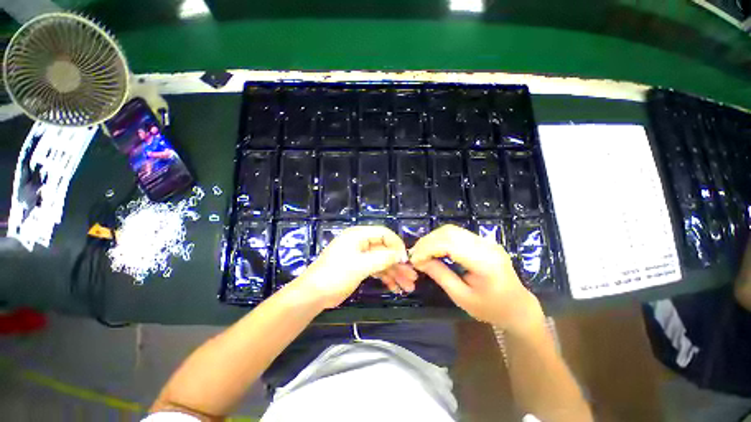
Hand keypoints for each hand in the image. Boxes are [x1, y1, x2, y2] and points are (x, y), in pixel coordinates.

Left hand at [292, 226, 409, 308]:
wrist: (314, 294)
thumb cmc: (335, 275)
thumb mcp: (360, 265)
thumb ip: (382, 258)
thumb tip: (401, 255)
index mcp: (359, 235)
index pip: (384, 234)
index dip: (396, 245)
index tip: (406, 260)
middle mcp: (361, 243)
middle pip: (385, 250)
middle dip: (399, 264)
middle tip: (412, 277)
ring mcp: (361, 256)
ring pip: (383, 261)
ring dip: (395, 273)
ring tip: (408, 287)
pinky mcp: (360, 267)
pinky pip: (377, 269)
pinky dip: (386, 278)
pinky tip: (396, 288)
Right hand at [409, 225, 543, 333]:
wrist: (518, 307)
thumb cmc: (490, 308)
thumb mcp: (462, 297)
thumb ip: (440, 275)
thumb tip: (418, 261)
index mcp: (485, 262)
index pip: (449, 244)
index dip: (427, 249)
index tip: (414, 260)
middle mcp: (486, 245)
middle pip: (449, 232)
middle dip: (427, 241)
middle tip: (414, 255)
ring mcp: (486, 241)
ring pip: (452, 230)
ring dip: (433, 238)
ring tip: (422, 252)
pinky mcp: (483, 241)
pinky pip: (457, 233)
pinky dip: (441, 239)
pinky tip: (434, 249)